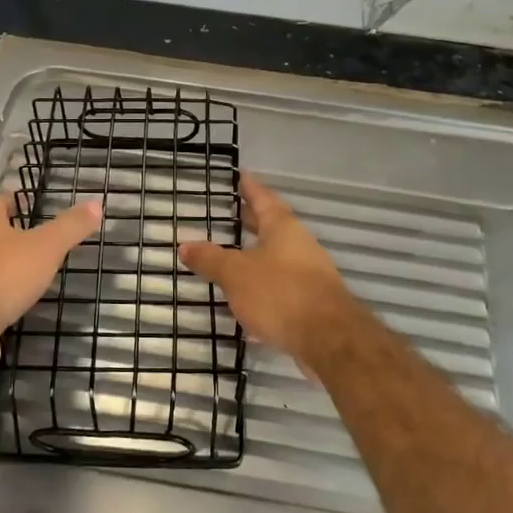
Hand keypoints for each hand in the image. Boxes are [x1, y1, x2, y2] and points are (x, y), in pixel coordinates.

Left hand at [0, 194, 101, 350]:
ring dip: (1, 266)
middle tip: (36, 239)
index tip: (30, 203)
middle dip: (8, 234)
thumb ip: (71, 227)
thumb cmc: (3, 276)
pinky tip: (11, 305)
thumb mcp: (46, 247)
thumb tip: (97, 203)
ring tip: (27, 274)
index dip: (14, 200)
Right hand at [178, 173, 364, 371]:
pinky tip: (247, 306)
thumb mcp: (236, 274)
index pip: (263, 198)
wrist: (328, 338)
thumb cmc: (279, 293)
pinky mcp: (311, 302)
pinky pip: (281, 287)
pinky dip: (263, 289)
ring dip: (257, 257)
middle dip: (252, 221)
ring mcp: (309, 273)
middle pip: (272, 226)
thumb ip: (210, 259)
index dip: (249, 187)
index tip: (241, 174)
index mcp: (282, 228)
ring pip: (277, 258)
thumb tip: (185, 245)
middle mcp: (299, 244)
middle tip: (233, 212)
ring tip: (233, 259)